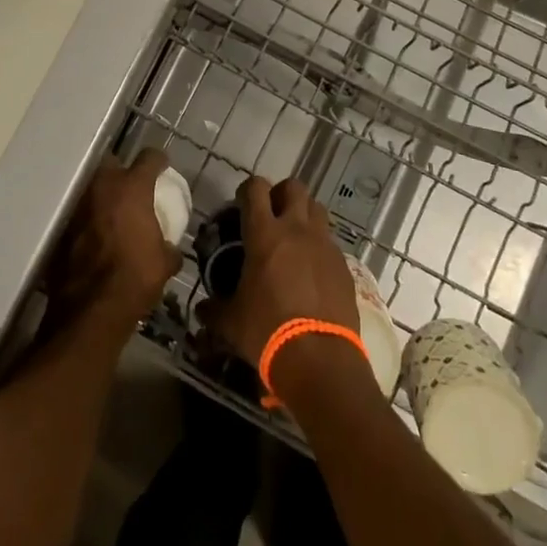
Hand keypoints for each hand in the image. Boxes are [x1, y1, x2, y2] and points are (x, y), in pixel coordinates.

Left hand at [47, 150, 180, 327]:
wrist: (90, 309)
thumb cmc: (134, 278)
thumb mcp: (164, 264)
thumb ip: (169, 248)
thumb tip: (171, 249)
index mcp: (132, 188)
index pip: (149, 158)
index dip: (158, 161)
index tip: (163, 167)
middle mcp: (102, 187)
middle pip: (113, 163)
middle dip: (123, 172)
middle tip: (133, 188)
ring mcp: (78, 204)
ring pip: (92, 187)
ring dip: (103, 195)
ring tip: (112, 211)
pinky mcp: (62, 226)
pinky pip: (79, 212)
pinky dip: (88, 218)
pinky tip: (95, 235)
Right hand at [201, 175, 359, 372]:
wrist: (320, 358)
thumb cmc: (267, 331)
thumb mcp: (231, 322)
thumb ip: (215, 310)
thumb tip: (203, 309)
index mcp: (264, 234)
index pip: (256, 188)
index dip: (247, 190)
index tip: (241, 204)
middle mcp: (297, 229)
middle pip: (294, 187)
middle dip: (281, 194)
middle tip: (271, 214)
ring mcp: (324, 245)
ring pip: (317, 209)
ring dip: (304, 214)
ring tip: (294, 238)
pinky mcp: (344, 265)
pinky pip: (330, 243)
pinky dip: (320, 247)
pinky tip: (312, 271)